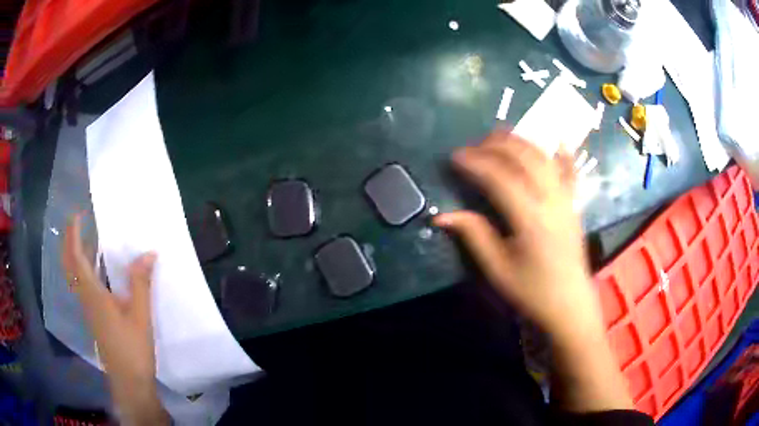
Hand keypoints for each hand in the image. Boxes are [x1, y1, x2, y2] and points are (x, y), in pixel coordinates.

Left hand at [62, 214, 168, 424]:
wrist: (129, 381)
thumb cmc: (133, 349)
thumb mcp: (140, 316)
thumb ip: (141, 283)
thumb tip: (148, 252)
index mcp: (93, 294)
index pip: (76, 257)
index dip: (74, 234)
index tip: (79, 214)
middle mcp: (85, 298)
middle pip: (70, 265)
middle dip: (70, 241)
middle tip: (79, 223)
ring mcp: (88, 309)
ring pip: (75, 275)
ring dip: (76, 254)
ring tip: (88, 240)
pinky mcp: (94, 317)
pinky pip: (82, 285)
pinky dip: (84, 270)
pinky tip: (98, 271)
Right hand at [435, 131, 632, 411]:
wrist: (569, 305)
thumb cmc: (532, 291)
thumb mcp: (497, 269)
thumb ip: (473, 235)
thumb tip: (441, 215)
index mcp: (530, 218)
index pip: (499, 177)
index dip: (474, 162)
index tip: (453, 157)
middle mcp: (551, 199)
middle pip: (523, 157)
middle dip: (495, 145)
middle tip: (473, 148)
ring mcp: (566, 198)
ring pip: (544, 157)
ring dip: (520, 142)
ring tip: (499, 138)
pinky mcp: (574, 203)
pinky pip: (570, 170)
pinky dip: (563, 153)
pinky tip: (557, 140)